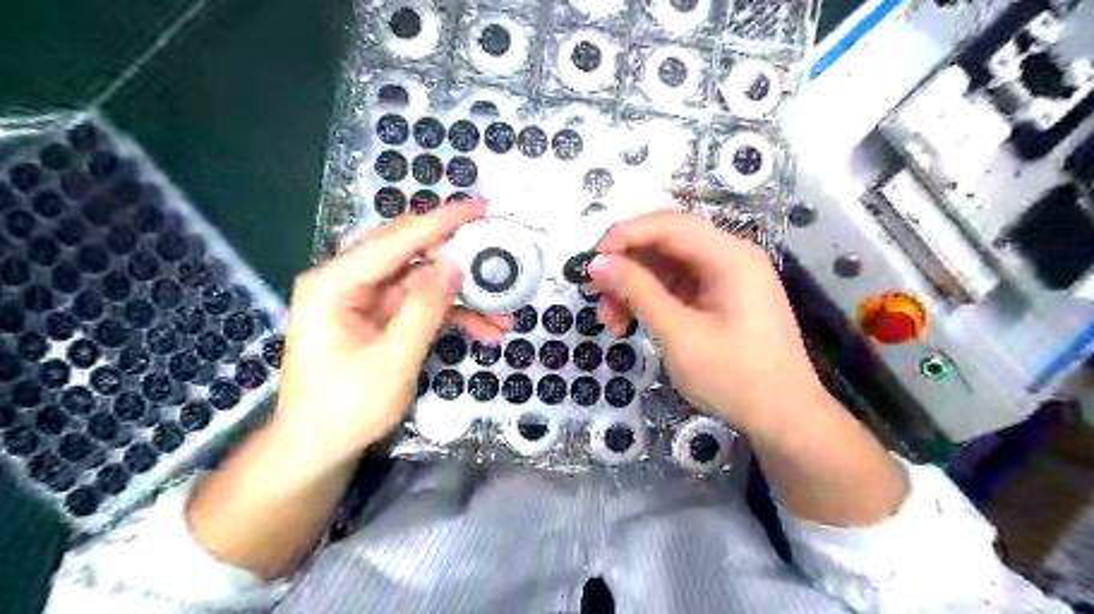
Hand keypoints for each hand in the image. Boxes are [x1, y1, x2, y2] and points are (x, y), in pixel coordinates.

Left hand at [274, 199, 512, 466]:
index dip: (440, 222)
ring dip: (462, 296)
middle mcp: (348, 283)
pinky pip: (421, 306)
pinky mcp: (380, 319)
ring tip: (503, 311)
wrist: (318, 450)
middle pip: (410, 254)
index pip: (395, 241)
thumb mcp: (391, 361)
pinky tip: (484, 330)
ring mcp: (366, 301)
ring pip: (422, 282)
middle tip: (497, 250)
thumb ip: (424, 309)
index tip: (478, 207)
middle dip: (457, 257)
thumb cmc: (344, 409)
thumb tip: (454, 264)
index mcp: (335, 283)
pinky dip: (453, 315)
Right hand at [596, 213, 825, 432]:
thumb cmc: (735, 378)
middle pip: (666, 241)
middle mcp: (730, 256)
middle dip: (627, 265)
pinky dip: (652, 299)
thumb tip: (597, 264)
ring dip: (635, 285)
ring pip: (668, 264)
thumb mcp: (679, 334)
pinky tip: (633, 321)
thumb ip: (637, 292)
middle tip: (597, 295)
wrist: (785, 418)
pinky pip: (678, 285)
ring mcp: (727, 277)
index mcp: (729, 256)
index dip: (623, 236)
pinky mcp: (721, 297)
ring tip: (611, 320)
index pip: (667, 225)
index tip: (590, 264)